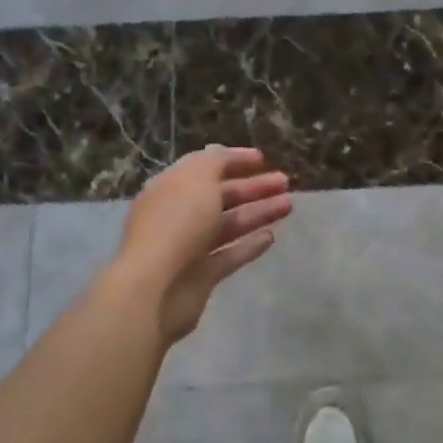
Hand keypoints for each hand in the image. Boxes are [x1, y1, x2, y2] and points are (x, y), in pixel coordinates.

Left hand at [110, 146, 291, 345]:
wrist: (154, 289)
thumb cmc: (176, 224)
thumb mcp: (198, 178)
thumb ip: (215, 162)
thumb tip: (222, 153)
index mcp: (172, 187)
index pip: (206, 166)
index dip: (234, 160)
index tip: (263, 158)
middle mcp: (179, 214)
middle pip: (222, 196)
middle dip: (253, 187)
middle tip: (285, 182)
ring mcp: (190, 247)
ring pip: (229, 224)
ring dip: (258, 213)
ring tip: (288, 205)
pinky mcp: (201, 276)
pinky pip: (229, 255)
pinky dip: (249, 245)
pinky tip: (271, 237)